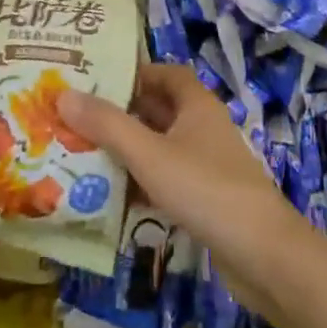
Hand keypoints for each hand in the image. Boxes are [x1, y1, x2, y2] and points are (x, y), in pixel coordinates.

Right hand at [57, 65, 313, 312]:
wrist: (263, 255)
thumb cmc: (206, 189)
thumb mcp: (150, 154)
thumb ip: (107, 125)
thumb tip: (63, 94)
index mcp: (196, 104)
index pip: (164, 73)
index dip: (134, 72)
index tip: (96, 80)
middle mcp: (202, 127)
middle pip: (158, 110)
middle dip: (121, 113)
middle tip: (76, 118)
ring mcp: (206, 164)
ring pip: (160, 147)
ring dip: (128, 150)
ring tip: (83, 154)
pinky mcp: (205, 198)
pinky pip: (166, 179)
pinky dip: (141, 182)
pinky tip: (112, 197)